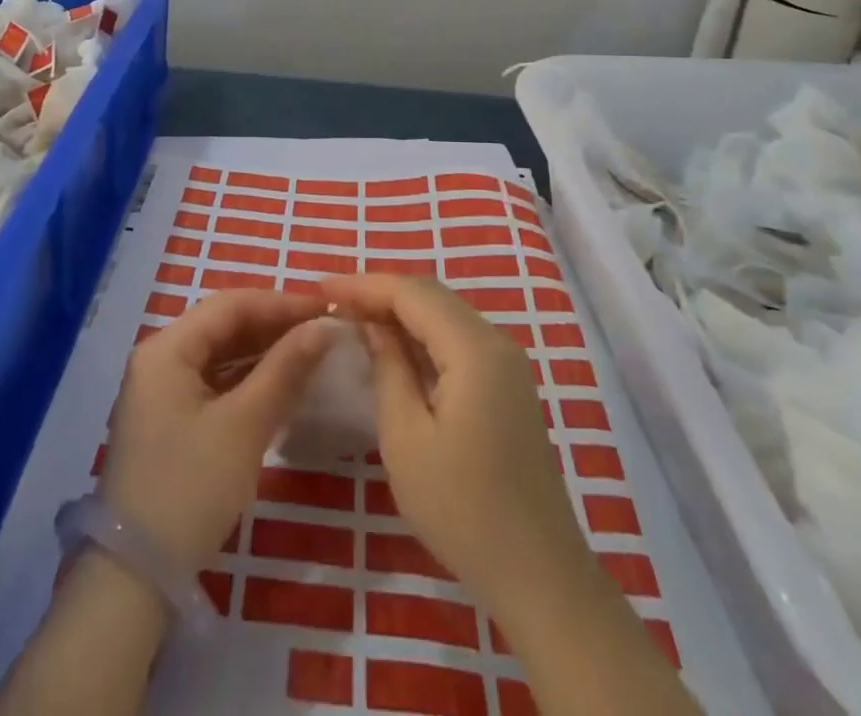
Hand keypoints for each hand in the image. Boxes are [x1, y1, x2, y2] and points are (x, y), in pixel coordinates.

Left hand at [99, 289, 330, 570]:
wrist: (136, 577)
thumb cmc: (191, 488)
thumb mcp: (244, 425)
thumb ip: (285, 369)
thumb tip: (323, 326)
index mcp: (167, 348)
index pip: (230, 305)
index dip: (280, 302)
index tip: (326, 307)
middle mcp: (160, 359)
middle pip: (224, 326)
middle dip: (274, 325)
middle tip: (322, 329)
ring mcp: (161, 391)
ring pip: (221, 355)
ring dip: (264, 352)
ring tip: (310, 352)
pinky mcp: (170, 420)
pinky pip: (215, 383)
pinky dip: (248, 380)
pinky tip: (281, 385)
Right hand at [322, 274, 597, 614]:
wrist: (539, 574)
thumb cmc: (462, 509)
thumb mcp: (406, 437)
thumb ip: (389, 367)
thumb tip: (373, 324)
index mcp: (474, 349)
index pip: (412, 293)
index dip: (364, 285)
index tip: (321, 287)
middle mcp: (496, 342)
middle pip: (431, 296)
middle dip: (380, 293)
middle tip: (334, 302)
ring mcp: (506, 363)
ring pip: (445, 314)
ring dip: (400, 310)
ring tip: (355, 317)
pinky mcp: (507, 385)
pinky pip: (457, 339)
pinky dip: (422, 333)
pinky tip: (394, 346)